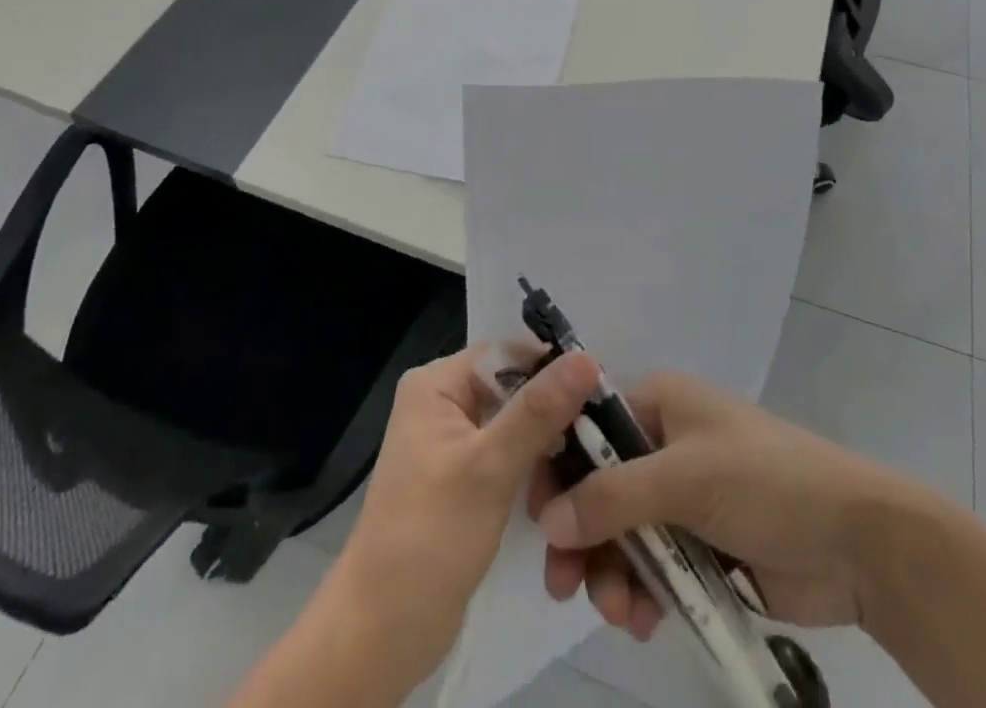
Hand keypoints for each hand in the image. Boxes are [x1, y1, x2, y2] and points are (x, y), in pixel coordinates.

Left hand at [322, 346, 601, 694]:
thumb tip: (586, 358)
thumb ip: (538, 410)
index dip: (553, 368)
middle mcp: (442, 401)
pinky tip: (563, 489)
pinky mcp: (463, 478)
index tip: (601, 392)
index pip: (507, 353)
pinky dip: (533, 468)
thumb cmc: (430, 537)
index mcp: (437, 383)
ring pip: (515, 423)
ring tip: (590, 467)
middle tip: (603, 436)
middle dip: (554, 411)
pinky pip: (508, 455)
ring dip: (548, 445)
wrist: (383, 632)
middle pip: (513, 387)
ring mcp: (452, 441)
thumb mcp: (489, 468)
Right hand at [532, 370, 924, 632]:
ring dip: (610, 571)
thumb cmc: (766, 481)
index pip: (588, 424)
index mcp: (658, 403)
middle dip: (581, 533)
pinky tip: (643, 620)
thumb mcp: (684, 478)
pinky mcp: (701, 545)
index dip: (558, 464)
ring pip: (621, 531)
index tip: (537, 514)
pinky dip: (641, 591)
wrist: (856, 543)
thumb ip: (612, 497)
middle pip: (599, 484)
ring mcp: (682, 496)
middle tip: (562, 583)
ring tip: (618, 612)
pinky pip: (652, 565)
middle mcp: (663, 443)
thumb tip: (548, 521)